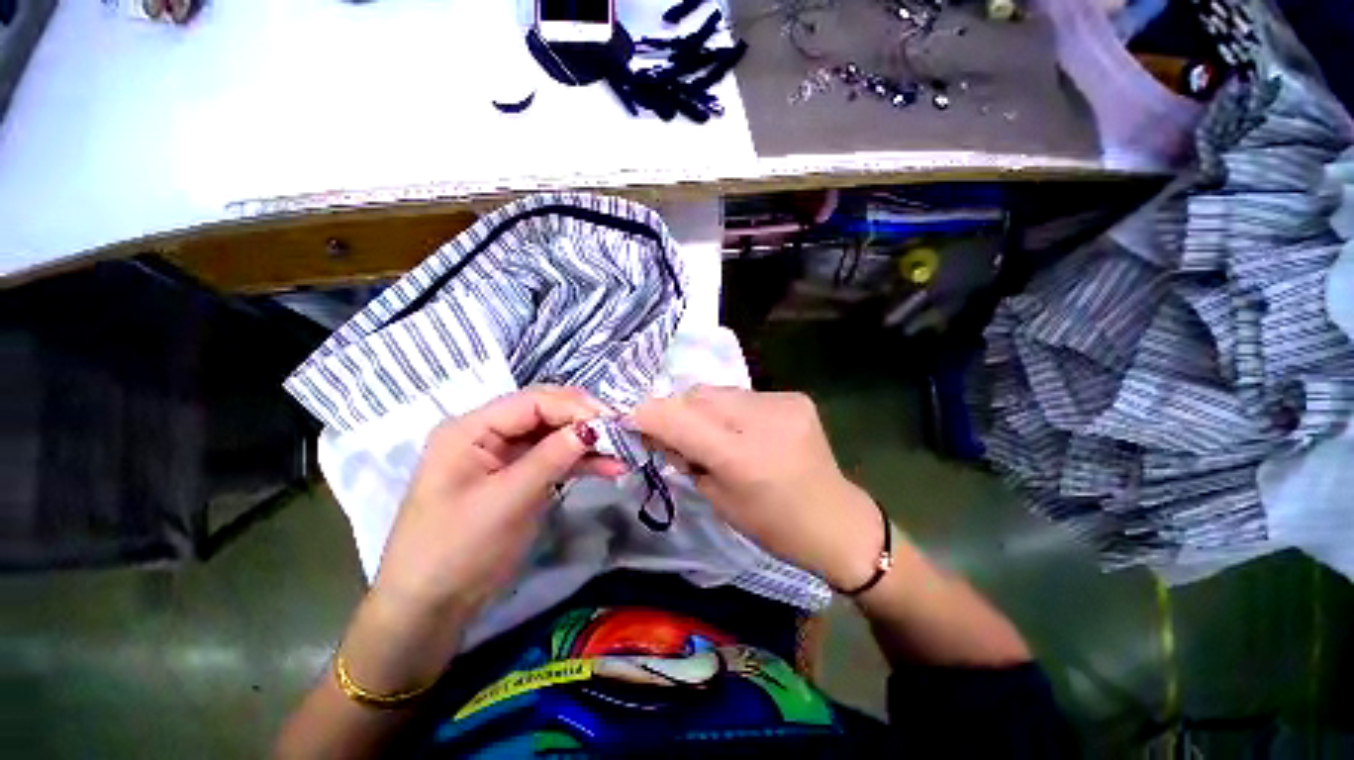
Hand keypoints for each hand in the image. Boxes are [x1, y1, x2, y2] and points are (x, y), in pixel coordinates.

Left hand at [372, 386, 622, 624]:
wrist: (431, 607)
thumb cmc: (458, 550)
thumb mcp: (507, 501)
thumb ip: (551, 457)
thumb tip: (593, 428)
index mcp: (471, 429)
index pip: (532, 402)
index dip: (575, 407)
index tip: (612, 420)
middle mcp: (488, 433)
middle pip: (546, 413)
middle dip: (585, 421)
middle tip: (621, 432)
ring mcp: (505, 454)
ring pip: (555, 435)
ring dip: (588, 443)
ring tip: (623, 453)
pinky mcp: (519, 475)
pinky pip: (555, 458)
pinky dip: (581, 462)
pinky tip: (609, 468)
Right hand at [633, 386, 883, 590]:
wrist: (835, 520)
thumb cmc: (772, 525)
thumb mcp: (717, 498)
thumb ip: (685, 457)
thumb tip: (658, 429)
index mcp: (741, 456)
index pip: (680, 419)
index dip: (648, 413)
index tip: (628, 417)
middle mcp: (763, 419)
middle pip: (698, 395)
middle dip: (676, 410)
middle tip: (671, 431)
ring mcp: (782, 402)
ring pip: (719, 391)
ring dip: (703, 408)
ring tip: (709, 432)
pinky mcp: (794, 397)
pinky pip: (743, 395)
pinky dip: (729, 408)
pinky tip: (739, 429)